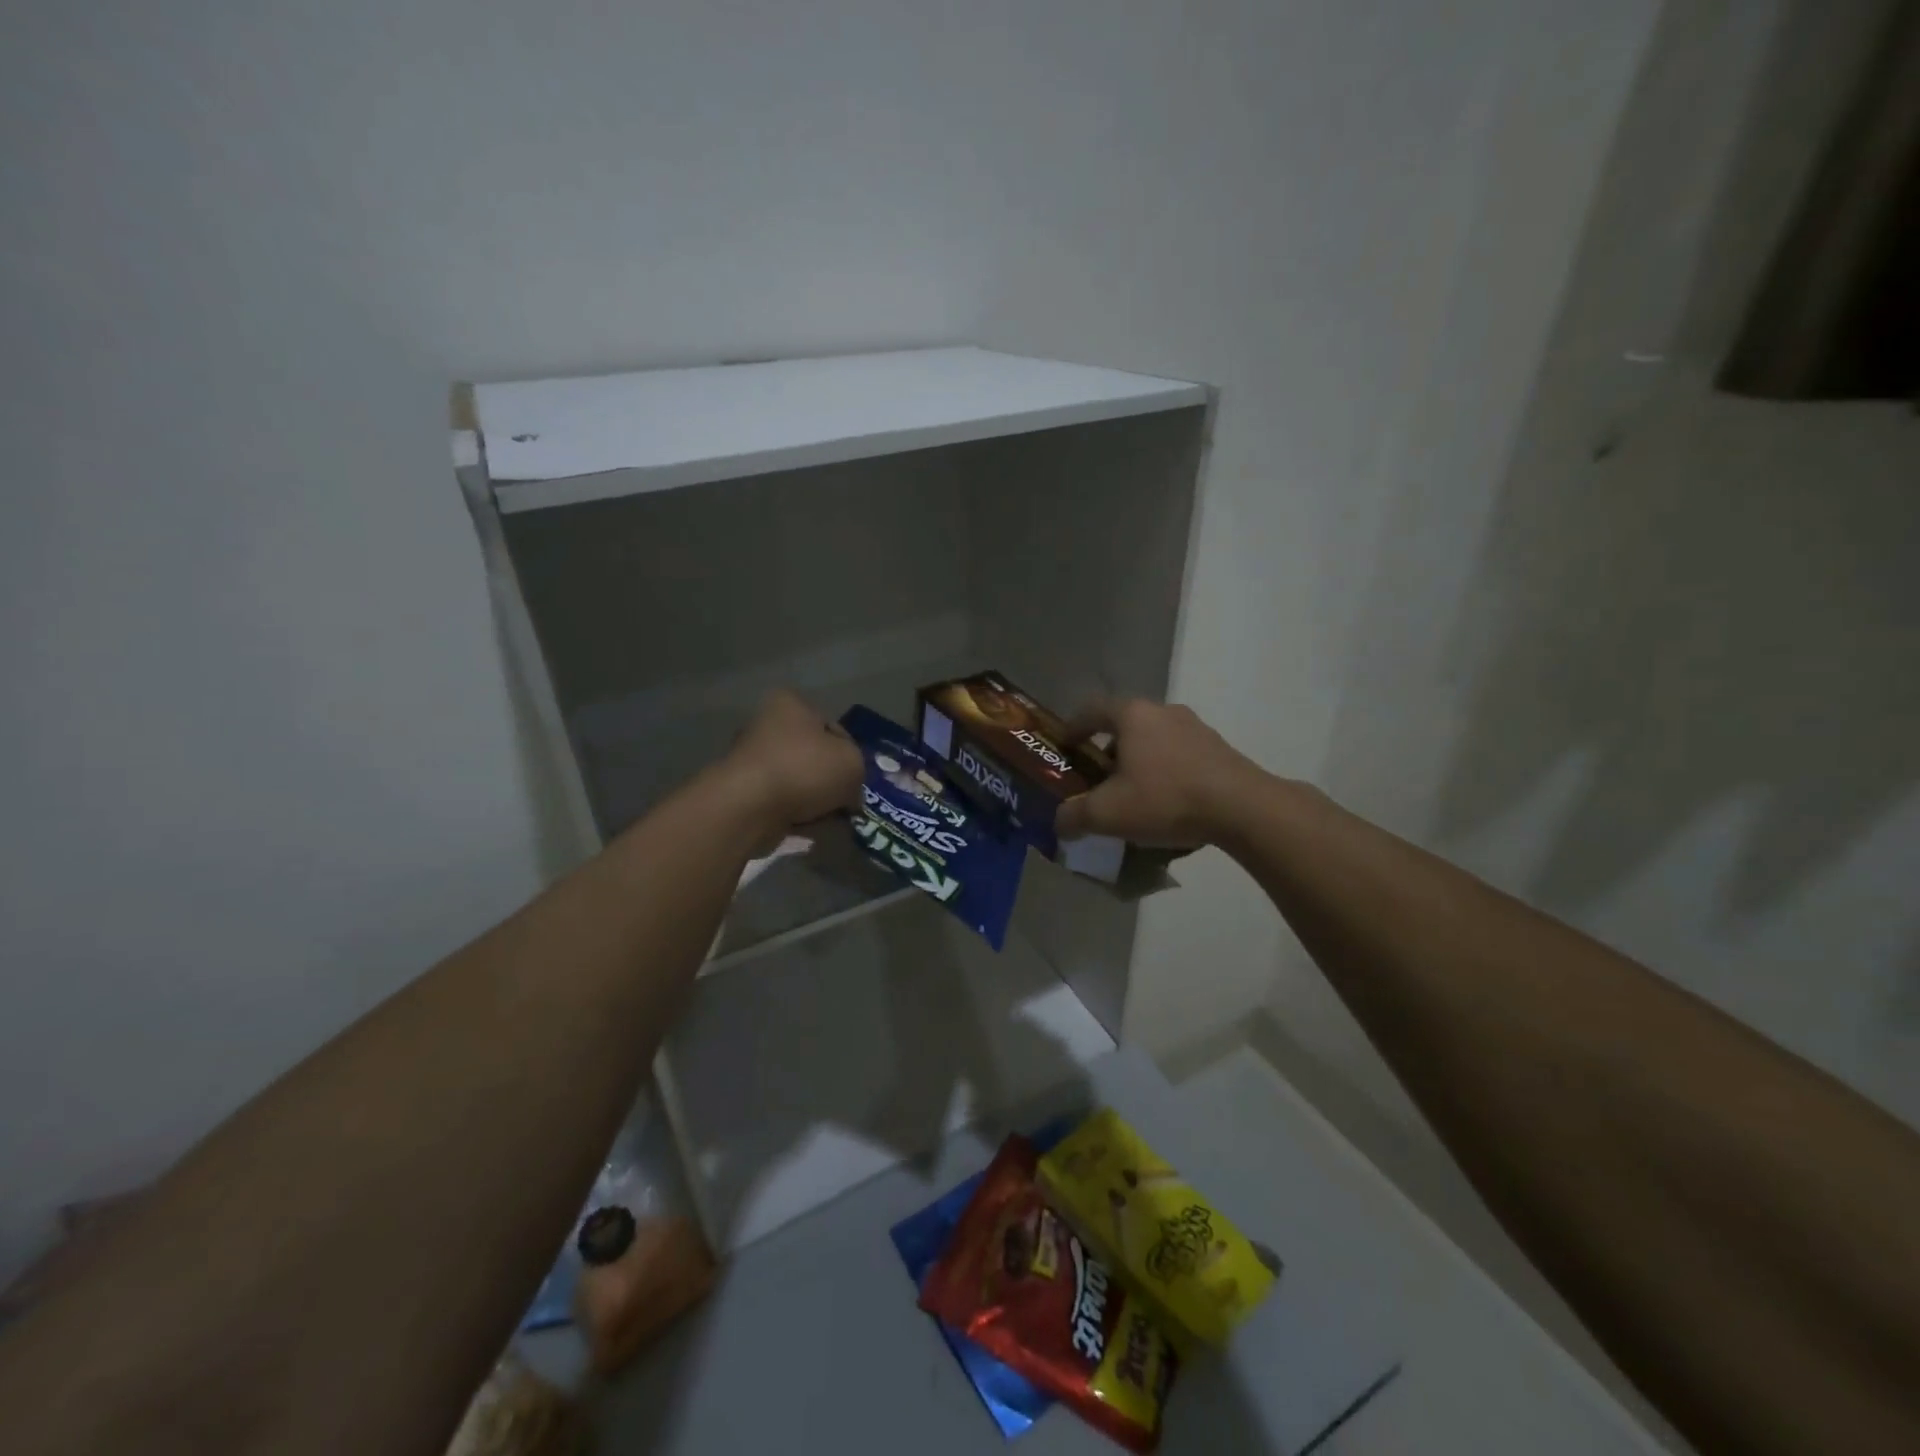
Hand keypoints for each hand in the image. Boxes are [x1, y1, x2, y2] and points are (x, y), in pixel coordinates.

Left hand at [722, 689, 864, 833]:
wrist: (750, 806)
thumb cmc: (804, 769)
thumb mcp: (852, 762)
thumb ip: (858, 770)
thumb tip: (848, 792)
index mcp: (791, 704)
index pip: (834, 728)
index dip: (851, 755)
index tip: (857, 780)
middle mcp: (767, 725)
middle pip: (815, 756)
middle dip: (831, 781)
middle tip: (847, 802)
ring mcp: (753, 760)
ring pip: (799, 782)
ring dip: (815, 801)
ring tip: (828, 819)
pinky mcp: (744, 791)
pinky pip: (782, 802)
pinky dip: (796, 814)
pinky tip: (808, 827)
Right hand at [1054, 698, 1263, 848]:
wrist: (1242, 808)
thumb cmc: (1165, 798)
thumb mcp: (1107, 813)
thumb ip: (1074, 816)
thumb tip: (1061, 823)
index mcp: (1133, 715)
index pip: (1092, 709)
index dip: (1074, 727)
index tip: (1066, 748)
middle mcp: (1164, 711)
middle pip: (1125, 724)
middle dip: (1107, 749)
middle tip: (1098, 778)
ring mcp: (1196, 727)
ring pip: (1155, 739)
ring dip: (1139, 761)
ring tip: (1134, 793)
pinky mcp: (1220, 749)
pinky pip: (1180, 755)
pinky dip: (1166, 771)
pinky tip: (1167, 801)